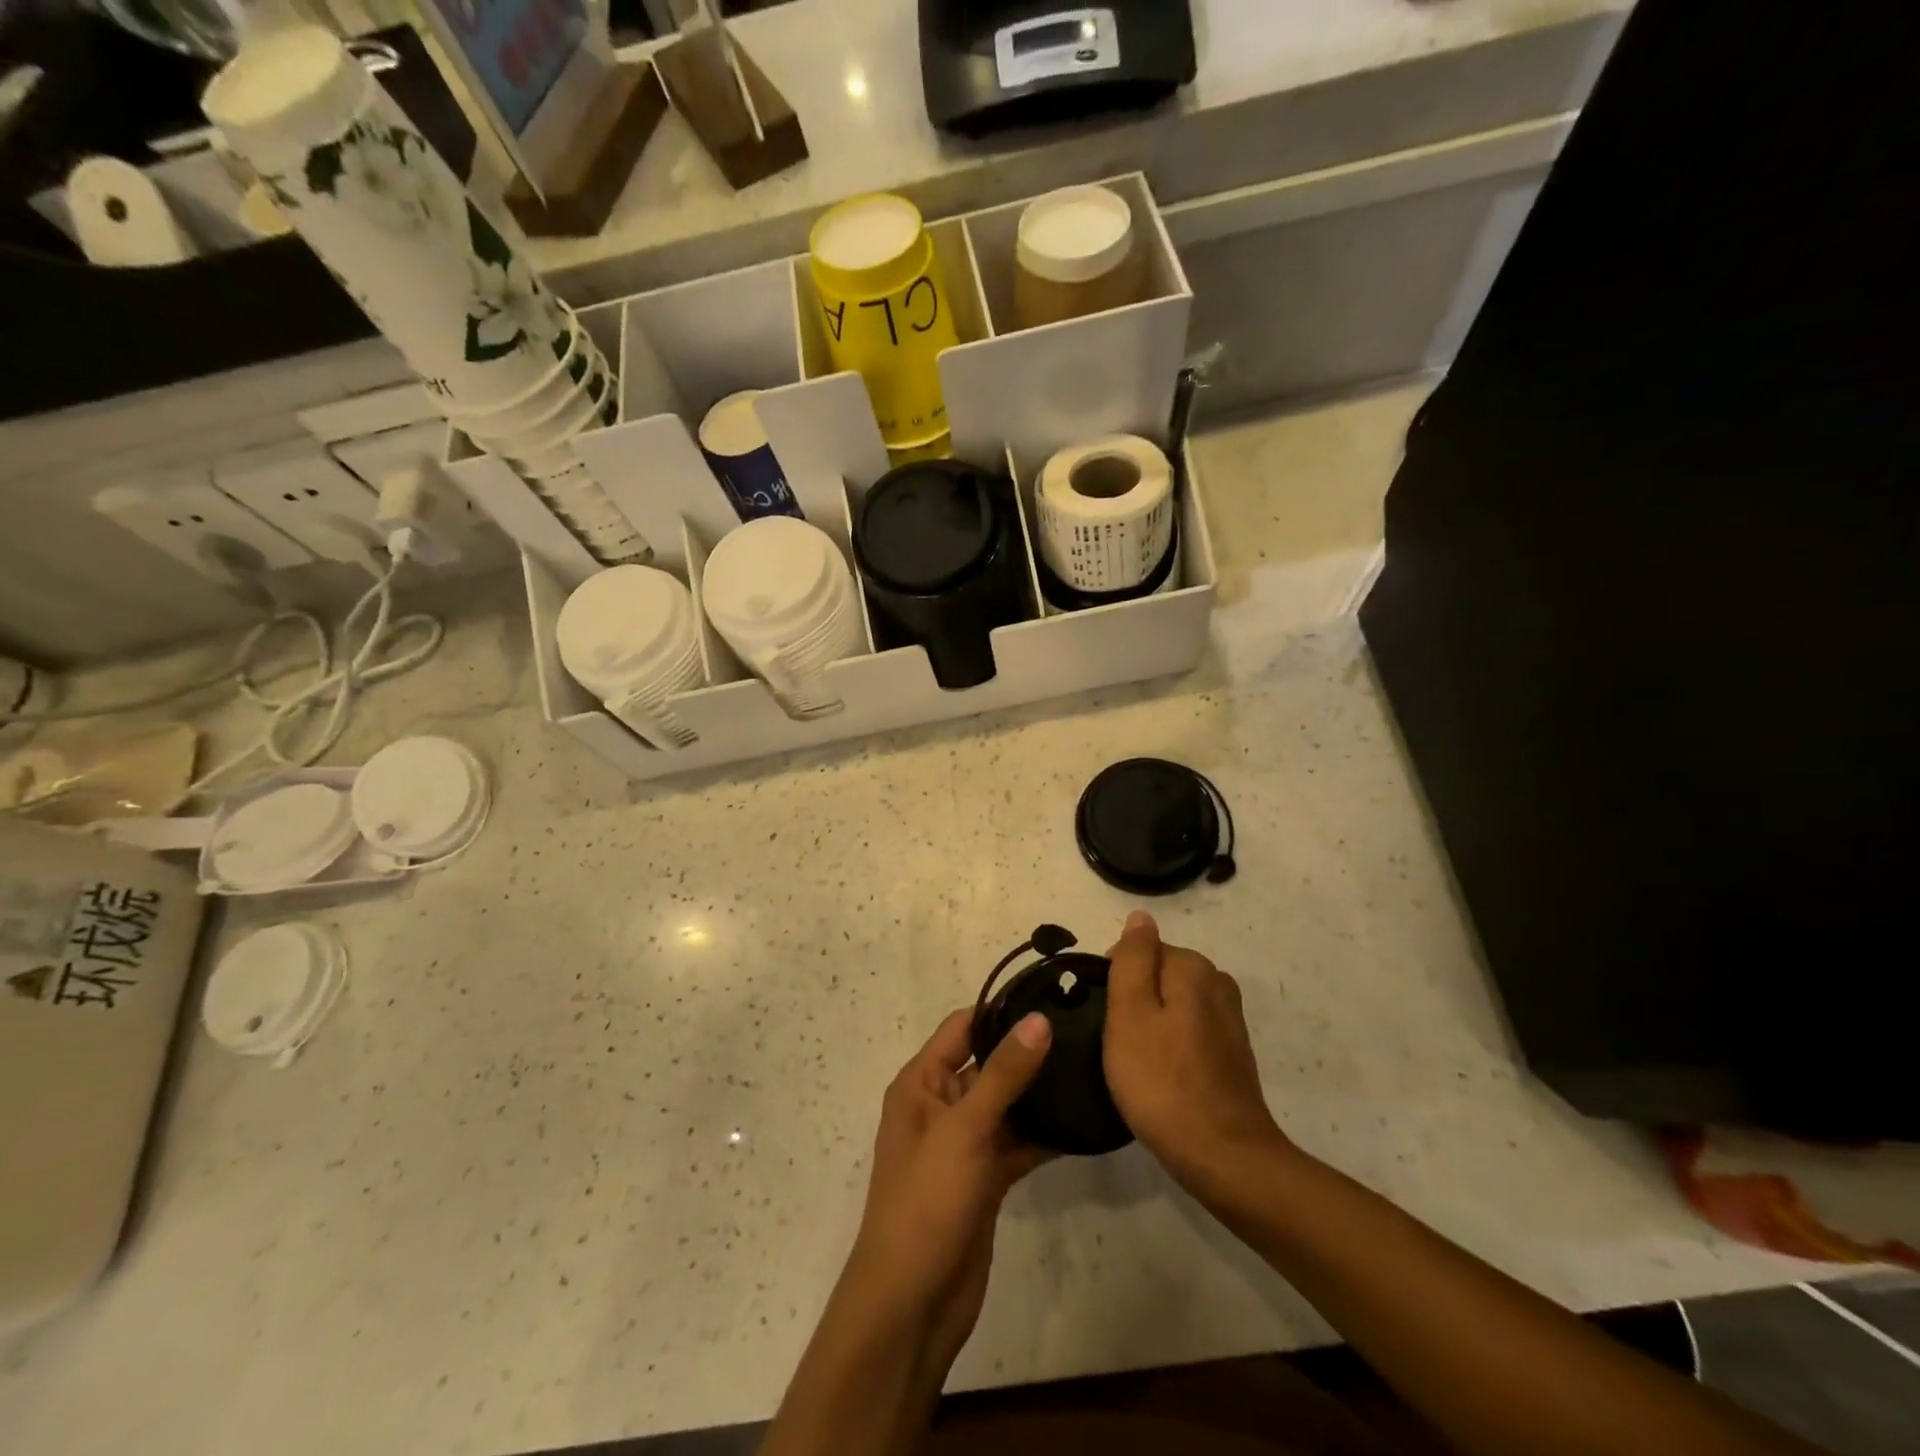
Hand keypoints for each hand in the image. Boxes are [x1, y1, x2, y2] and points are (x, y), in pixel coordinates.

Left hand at [844, 1008, 1052, 1372]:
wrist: (912, 1305)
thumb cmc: (926, 1201)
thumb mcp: (965, 1129)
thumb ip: (1004, 1073)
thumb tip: (1038, 1018)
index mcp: (921, 1083)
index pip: (962, 1027)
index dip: (1001, 1011)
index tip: (1050, 997)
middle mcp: (940, 1105)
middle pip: (988, 1063)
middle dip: (1028, 1051)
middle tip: (1083, 1032)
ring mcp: (963, 1144)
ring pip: (1006, 1104)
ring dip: (1039, 1094)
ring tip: (1090, 1070)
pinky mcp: (984, 1178)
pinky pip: (1016, 1143)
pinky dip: (1042, 1135)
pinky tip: (1080, 1124)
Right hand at [1103, 911, 1290, 1194]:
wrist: (1223, 1156)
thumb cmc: (1162, 1081)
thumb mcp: (1130, 1012)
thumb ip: (1133, 959)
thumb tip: (1140, 916)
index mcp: (1192, 967)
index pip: (1140, 950)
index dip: (1114, 980)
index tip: (1105, 1017)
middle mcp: (1217, 983)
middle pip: (1158, 975)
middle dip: (1134, 1000)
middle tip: (1116, 1042)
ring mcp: (1229, 1019)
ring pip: (1173, 1003)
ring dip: (1152, 1023)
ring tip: (1135, 1061)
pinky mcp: (1233, 1052)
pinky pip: (1189, 1030)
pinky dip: (1172, 1044)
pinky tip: (1162, 1074)